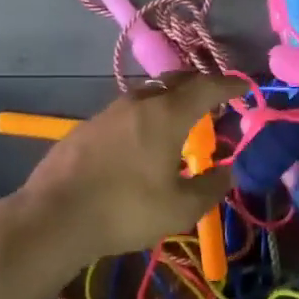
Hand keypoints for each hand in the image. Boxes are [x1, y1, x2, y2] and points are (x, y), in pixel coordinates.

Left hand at [17, 73, 244, 264]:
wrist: (54, 217)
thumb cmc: (126, 210)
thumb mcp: (180, 208)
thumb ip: (211, 187)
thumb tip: (228, 172)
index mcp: (167, 115)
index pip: (206, 86)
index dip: (230, 84)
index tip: (245, 86)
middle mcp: (138, 102)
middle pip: (175, 81)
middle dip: (199, 86)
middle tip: (214, 99)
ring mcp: (108, 112)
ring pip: (148, 96)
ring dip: (169, 102)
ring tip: (179, 121)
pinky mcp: (86, 127)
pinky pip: (126, 113)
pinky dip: (144, 118)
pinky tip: (141, 142)